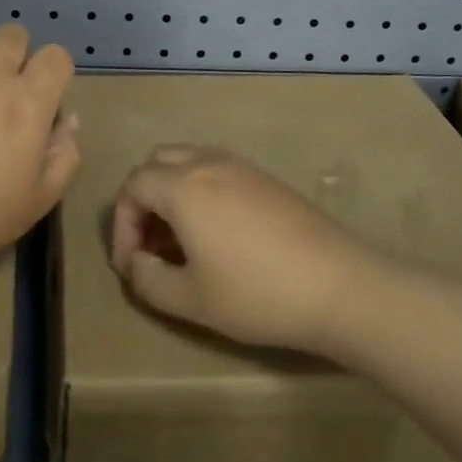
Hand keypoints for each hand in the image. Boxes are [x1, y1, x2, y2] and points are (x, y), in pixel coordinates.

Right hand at [108, 145, 377, 354]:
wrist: (340, 285)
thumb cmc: (257, 293)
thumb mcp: (191, 300)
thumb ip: (148, 280)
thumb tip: (137, 262)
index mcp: (183, 186)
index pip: (132, 187)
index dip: (121, 226)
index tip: (131, 266)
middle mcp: (208, 163)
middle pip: (157, 163)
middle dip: (143, 201)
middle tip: (151, 245)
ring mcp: (241, 165)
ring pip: (188, 161)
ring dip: (172, 193)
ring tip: (181, 240)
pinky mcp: (266, 177)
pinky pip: (217, 169)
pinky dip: (201, 191)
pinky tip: (217, 233)